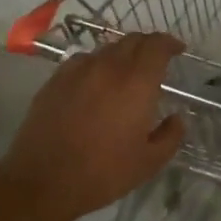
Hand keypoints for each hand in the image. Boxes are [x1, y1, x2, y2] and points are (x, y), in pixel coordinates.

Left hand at [0, 32, 187, 220]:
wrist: (42, 180)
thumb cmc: (102, 173)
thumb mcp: (148, 163)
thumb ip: (170, 136)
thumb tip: (176, 118)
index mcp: (136, 82)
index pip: (157, 45)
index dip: (170, 43)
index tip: (178, 50)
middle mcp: (108, 66)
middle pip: (132, 40)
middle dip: (148, 45)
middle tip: (156, 61)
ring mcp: (78, 70)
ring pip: (107, 49)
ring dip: (122, 54)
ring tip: (126, 73)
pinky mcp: (56, 79)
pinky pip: (83, 60)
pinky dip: (97, 64)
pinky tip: (95, 83)